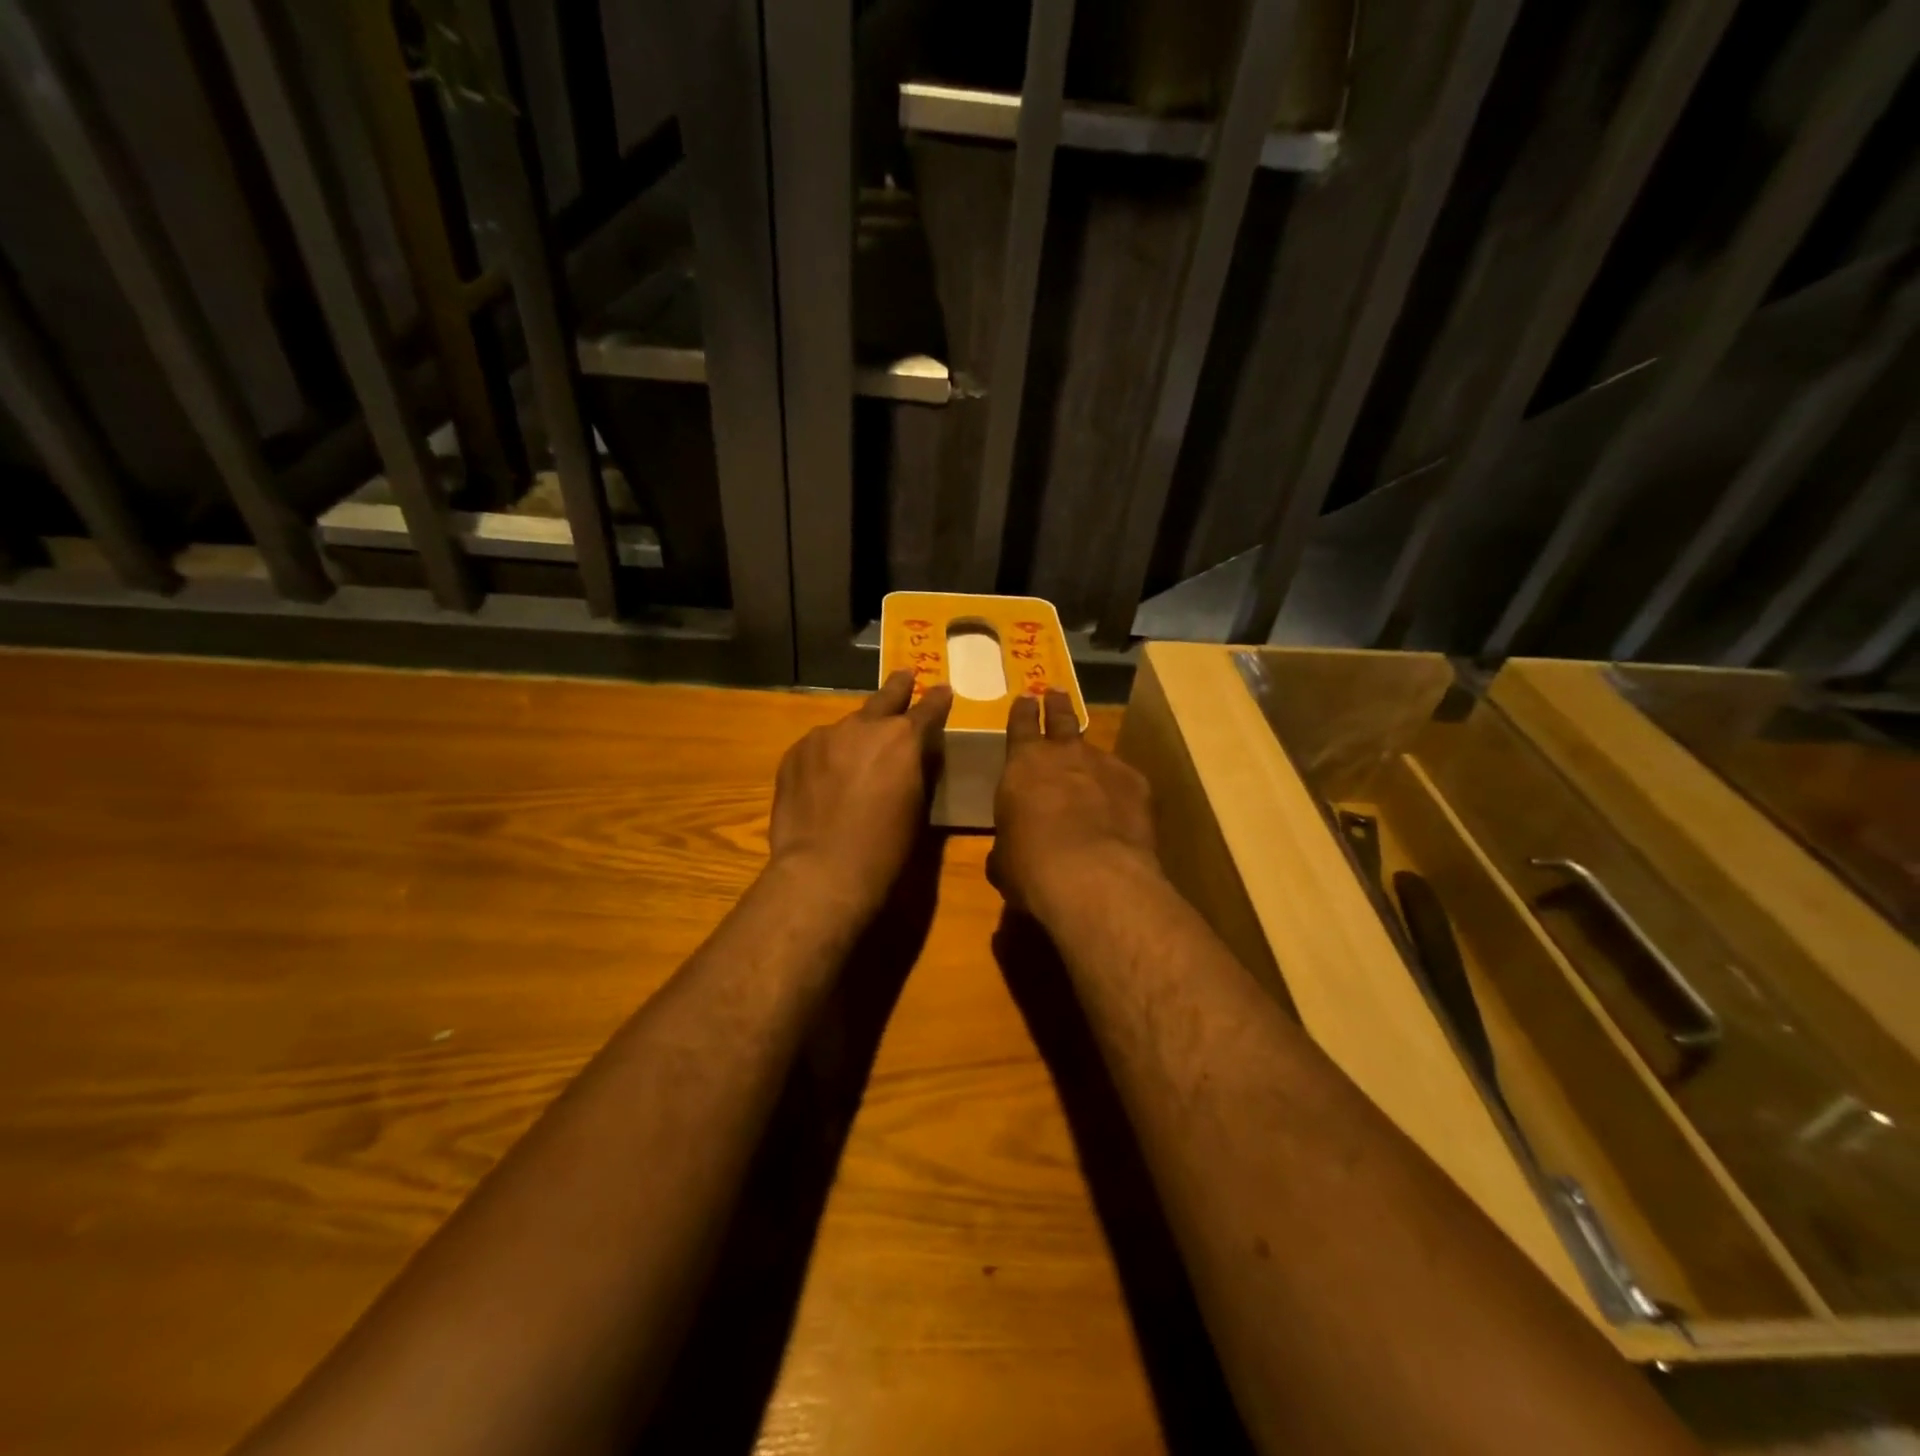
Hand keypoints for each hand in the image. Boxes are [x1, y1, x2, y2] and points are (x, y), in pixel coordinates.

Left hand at [768, 670, 952, 916]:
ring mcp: (824, 736)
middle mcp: (863, 726)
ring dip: (856, 735)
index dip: (937, 700)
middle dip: (898, 687)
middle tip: (904, 675)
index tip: (941, 688)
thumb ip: (918, 771)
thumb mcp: (917, 807)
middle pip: (884, 699)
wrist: (822, 870)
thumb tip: (915, 756)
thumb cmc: (885, 849)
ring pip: (847, 727)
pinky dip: (827, 756)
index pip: (928, 709)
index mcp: (903, 739)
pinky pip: (818, 747)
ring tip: (855, 755)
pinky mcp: (794, 753)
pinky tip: (825, 779)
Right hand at [989, 689, 1159, 922]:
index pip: (1021, 724)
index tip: (1026, 698)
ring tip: (1089, 767)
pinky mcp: (1137, 785)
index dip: (1023, 711)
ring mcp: (1105, 765)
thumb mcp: (1004, 858)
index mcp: (1023, 764)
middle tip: (1056, 693)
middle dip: (1057, 705)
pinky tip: (1119, 809)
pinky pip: (1124, 779)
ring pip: (1095, 750)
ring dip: (1089, 756)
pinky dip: (1118, 789)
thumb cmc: (1031, 865)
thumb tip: (1009, 851)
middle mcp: (1064, 754)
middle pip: (1061, 718)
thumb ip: (1008, 842)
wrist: (1093, 876)